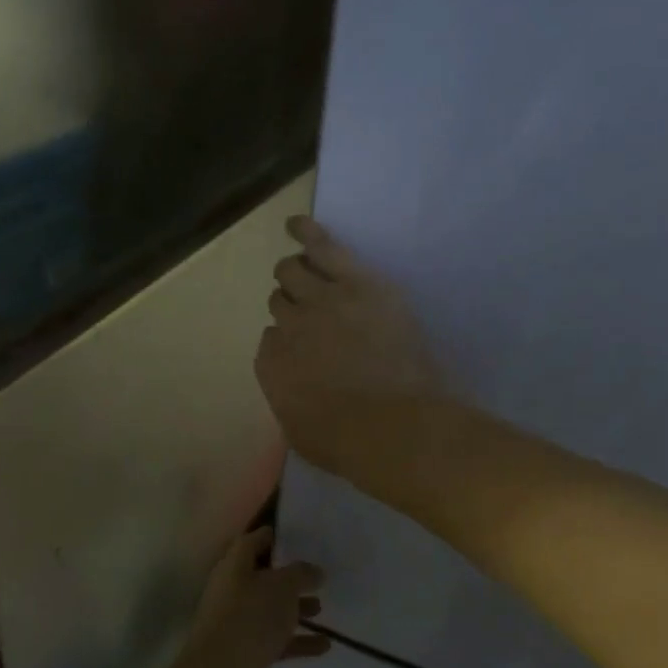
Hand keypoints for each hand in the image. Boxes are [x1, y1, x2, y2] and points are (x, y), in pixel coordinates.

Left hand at [158, 527, 327, 667]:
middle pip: (262, 578)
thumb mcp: (282, 587)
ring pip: (269, 610)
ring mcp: (236, 624)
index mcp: (233, 567)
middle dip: (289, 578)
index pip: (251, 542)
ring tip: (323, 609)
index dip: (272, 537)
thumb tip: (314, 570)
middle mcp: (231, 592)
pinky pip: (275, 641)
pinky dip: (297, 641)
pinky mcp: (245, 654)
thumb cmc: (251, 619)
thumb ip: (301, 574)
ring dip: (295, 609)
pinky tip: (324, 646)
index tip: (296, 537)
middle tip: (317, 576)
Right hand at [256, 216, 444, 477]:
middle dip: (291, 306)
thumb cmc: (349, 444)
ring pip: (293, 271)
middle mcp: (287, 328)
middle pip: (280, 301)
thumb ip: (290, 400)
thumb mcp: (302, 433)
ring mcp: (320, 302)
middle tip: (314, 317)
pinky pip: (323, 247)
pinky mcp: (356, 283)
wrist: (396, 427)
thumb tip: (296, 384)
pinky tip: (296, 223)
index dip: (287, 344)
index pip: (270, 341)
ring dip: (295, 274)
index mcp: (272, 366)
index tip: (306, 354)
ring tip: (304, 273)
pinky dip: (307, 232)